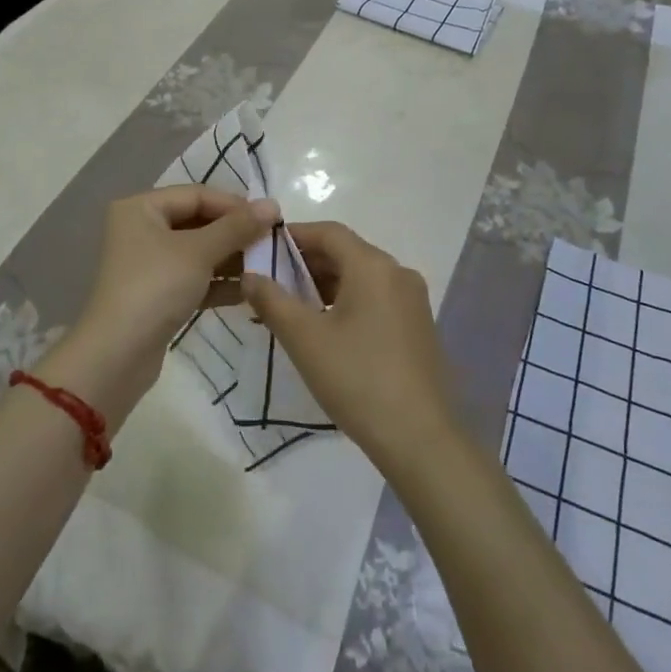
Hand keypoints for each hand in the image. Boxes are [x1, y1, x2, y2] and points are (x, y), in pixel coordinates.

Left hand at [44, 187, 279, 422]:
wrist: (117, 355)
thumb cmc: (155, 287)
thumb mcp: (199, 252)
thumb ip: (237, 227)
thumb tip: (272, 204)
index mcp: (141, 208)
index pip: (197, 195)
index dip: (234, 205)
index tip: (271, 219)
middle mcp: (141, 230)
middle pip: (198, 221)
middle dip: (235, 233)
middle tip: (271, 243)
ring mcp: (148, 264)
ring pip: (198, 252)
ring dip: (230, 259)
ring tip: (266, 267)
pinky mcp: (157, 295)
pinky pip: (194, 278)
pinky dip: (218, 283)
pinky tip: (248, 292)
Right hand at [244, 222, 458, 472]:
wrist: (420, 438)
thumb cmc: (357, 379)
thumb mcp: (305, 339)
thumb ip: (272, 299)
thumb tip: (250, 274)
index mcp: (373, 266)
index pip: (328, 232)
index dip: (294, 236)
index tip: (263, 251)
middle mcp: (398, 273)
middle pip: (346, 252)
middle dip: (306, 263)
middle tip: (270, 283)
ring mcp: (412, 300)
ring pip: (361, 277)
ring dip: (324, 285)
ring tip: (291, 308)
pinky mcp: (418, 326)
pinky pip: (375, 298)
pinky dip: (347, 302)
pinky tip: (325, 328)